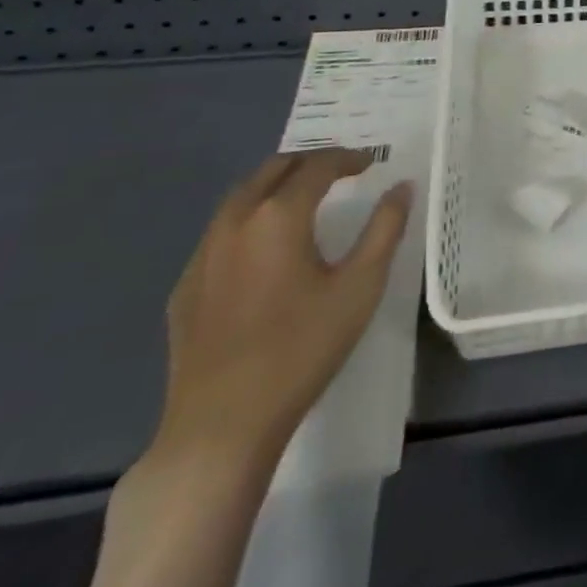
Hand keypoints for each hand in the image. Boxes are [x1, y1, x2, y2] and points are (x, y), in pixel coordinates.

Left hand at [155, 150, 413, 468]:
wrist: (220, 427)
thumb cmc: (300, 349)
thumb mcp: (360, 286)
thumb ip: (385, 228)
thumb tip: (402, 186)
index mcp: (278, 215)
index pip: (317, 165)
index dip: (348, 158)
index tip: (371, 164)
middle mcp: (235, 221)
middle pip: (273, 168)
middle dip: (310, 162)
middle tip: (340, 172)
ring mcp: (202, 255)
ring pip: (241, 197)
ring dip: (276, 185)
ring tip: (305, 199)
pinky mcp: (185, 287)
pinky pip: (221, 232)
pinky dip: (250, 220)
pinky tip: (264, 249)